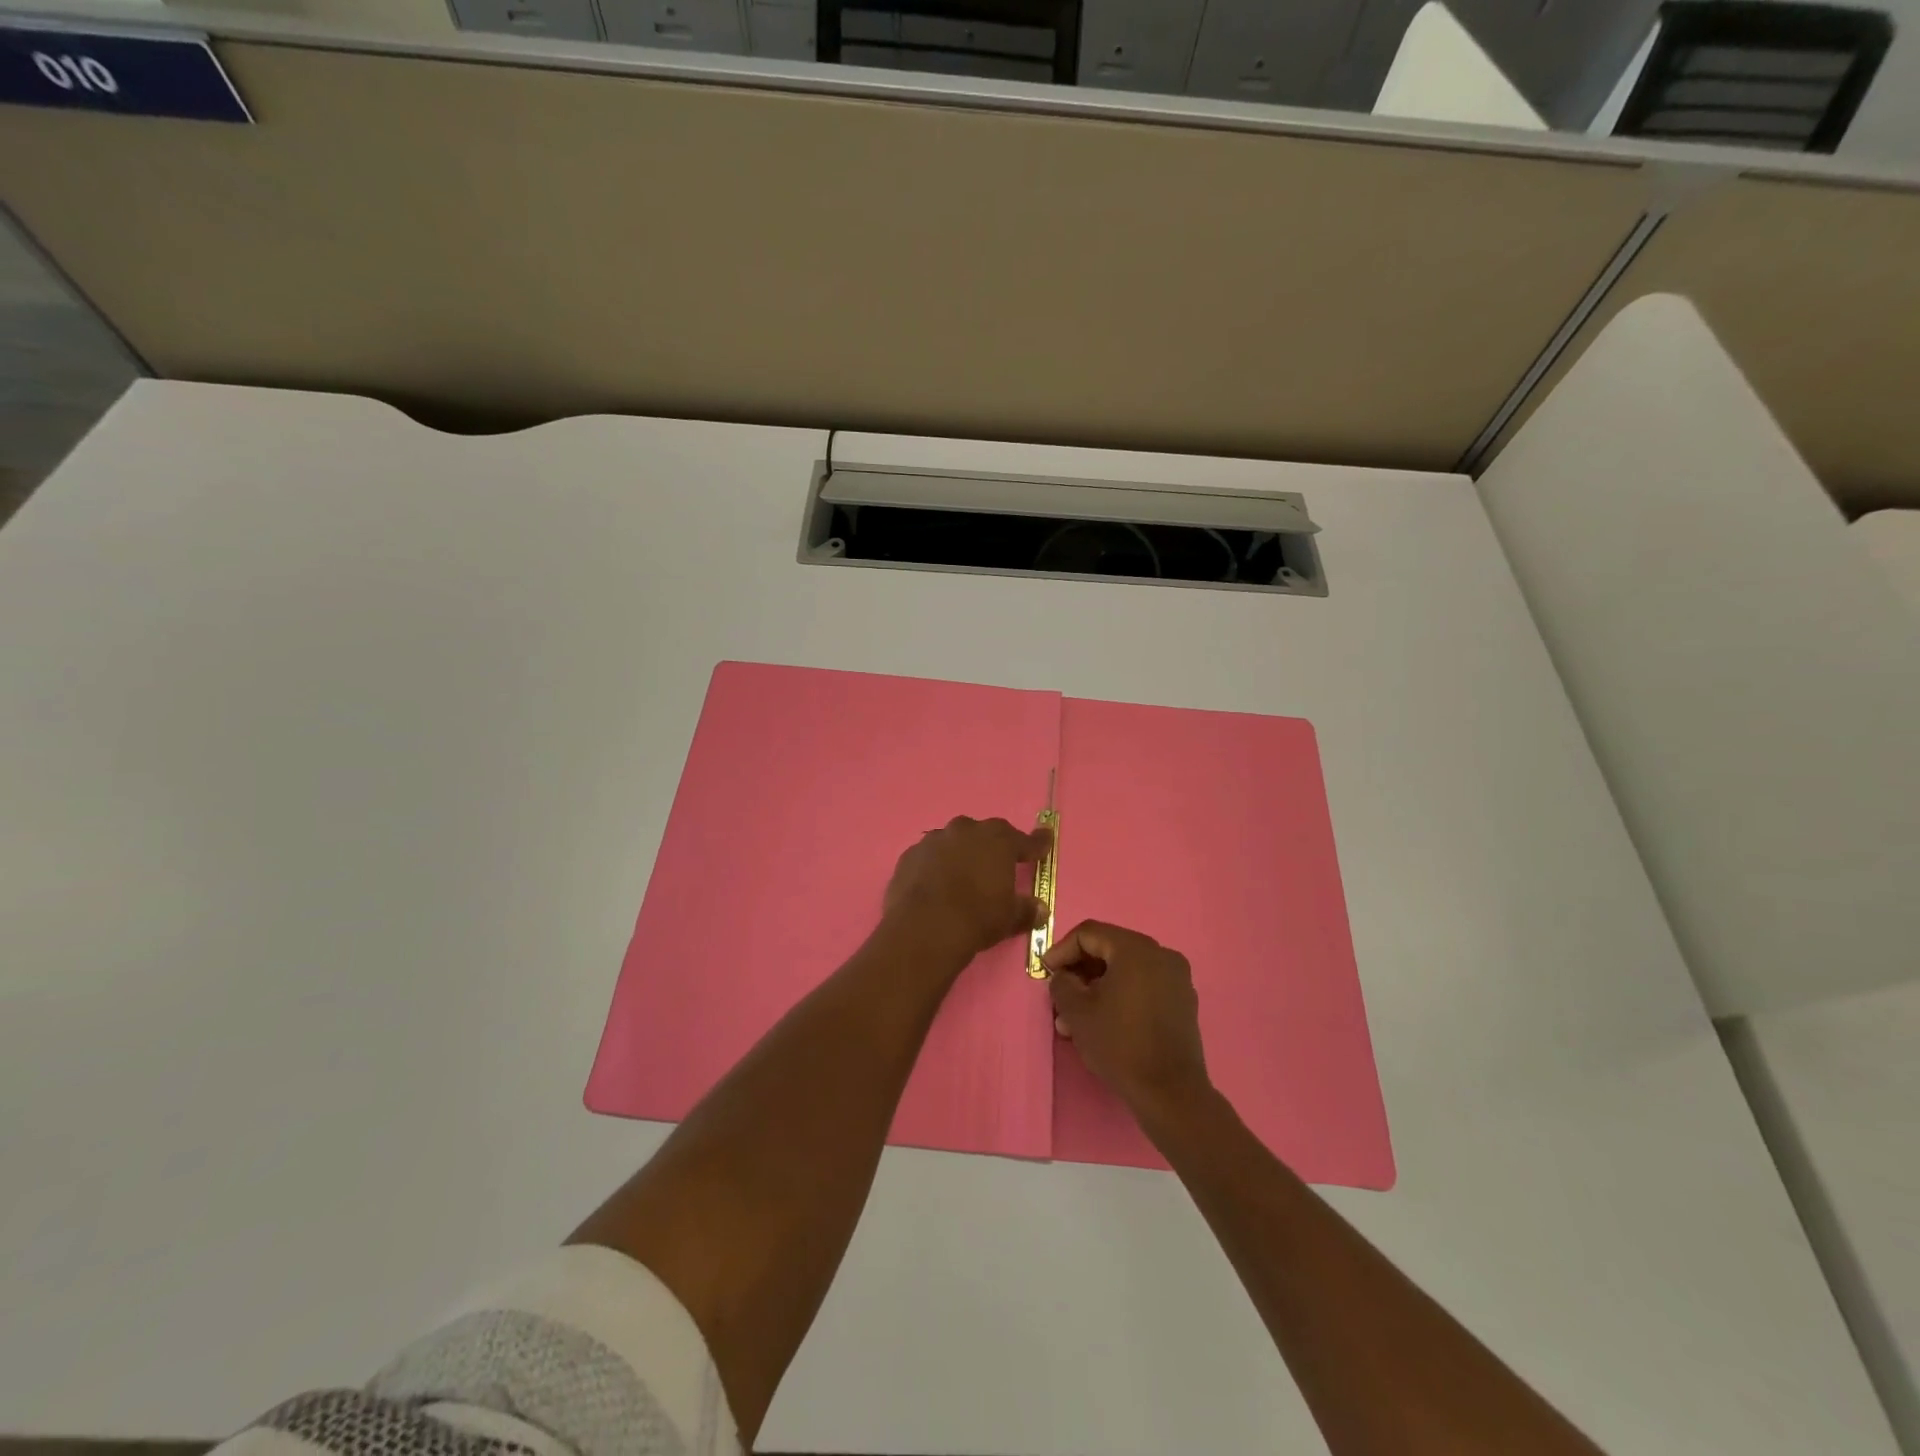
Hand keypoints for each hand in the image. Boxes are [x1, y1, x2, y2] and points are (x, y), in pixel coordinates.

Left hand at [883, 816, 1049, 962]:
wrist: (924, 927)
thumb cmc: (977, 917)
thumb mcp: (1009, 918)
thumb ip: (1026, 910)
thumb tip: (1040, 909)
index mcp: (998, 841)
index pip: (1025, 840)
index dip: (1036, 844)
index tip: (1044, 842)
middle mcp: (966, 831)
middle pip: (985, 833)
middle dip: (992, 846)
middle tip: (996, 864)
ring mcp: (934, 840)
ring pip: (953, 841)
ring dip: (960, 853)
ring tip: (961, 875)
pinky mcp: (910, 854)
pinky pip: (928, 856)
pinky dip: (934, 866)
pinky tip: (934, 884)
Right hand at [1046, 920, 1209, 1112]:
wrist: (1171, 1093)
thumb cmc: (1120, 1044)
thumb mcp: (1077, 1012)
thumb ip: (1062, 984)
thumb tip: (1064, 977)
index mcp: (1136, 949)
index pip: (1089, 933)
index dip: (1061, 950)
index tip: (1046, 973)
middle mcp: (1161, 954)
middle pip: (1109, 949)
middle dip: (1079, 972)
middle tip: (1059, 996)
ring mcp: (1176, 978)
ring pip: (1125, 971)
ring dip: (1097, 987)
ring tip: (1074, 1019)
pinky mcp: (1182, 1002)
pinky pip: (1143, 986)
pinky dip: (1120, 995)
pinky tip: (1103, 1023)